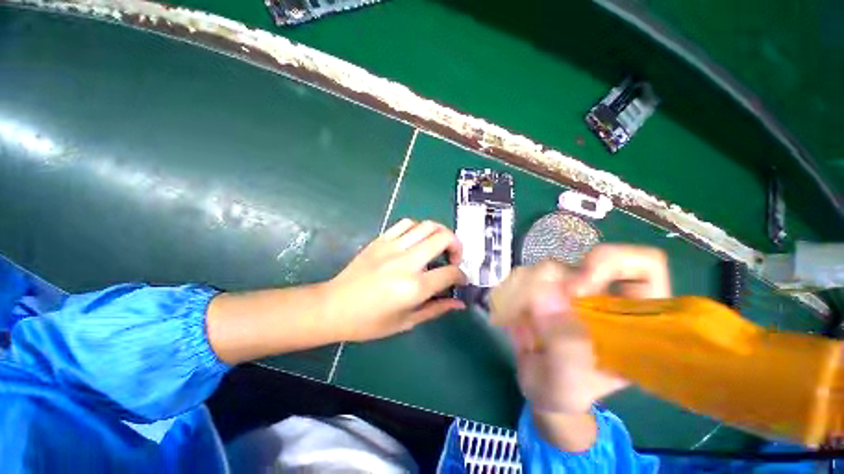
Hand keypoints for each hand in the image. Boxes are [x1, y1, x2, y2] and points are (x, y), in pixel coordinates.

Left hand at [324, 219, 466, 341]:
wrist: (334, 307)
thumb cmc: (369, 322)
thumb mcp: (406, 322)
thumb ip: (436, 309)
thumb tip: (458, 303)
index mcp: (414, 287)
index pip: (450, 273)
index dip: (461, 276)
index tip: (460, 280)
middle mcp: (406, 262)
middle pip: (443, 238)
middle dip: (457, 246)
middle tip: (453, 258)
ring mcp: (392, 247)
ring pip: (427, 226)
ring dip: (440, 233)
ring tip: (438, 246)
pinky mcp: (381, 240)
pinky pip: (406, 224)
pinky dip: (418, 228)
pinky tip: (417, 240)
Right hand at [492, 245, 669, 449]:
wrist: (538, 386)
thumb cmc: (564, 391)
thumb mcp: (570, 381)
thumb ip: (563, 345)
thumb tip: (542, 294)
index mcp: (630, 317)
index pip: (644, 265)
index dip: (612, 264)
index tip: (577, 288)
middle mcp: (604, 294)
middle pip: (584, 260)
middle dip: (557, 282)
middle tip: (537, 306)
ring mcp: (572, 289)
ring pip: (550, 267)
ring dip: (529, 291)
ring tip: (523, 324)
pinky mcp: (544, 288)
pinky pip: (526, 276)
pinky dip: (515, 293)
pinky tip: (515, 318)